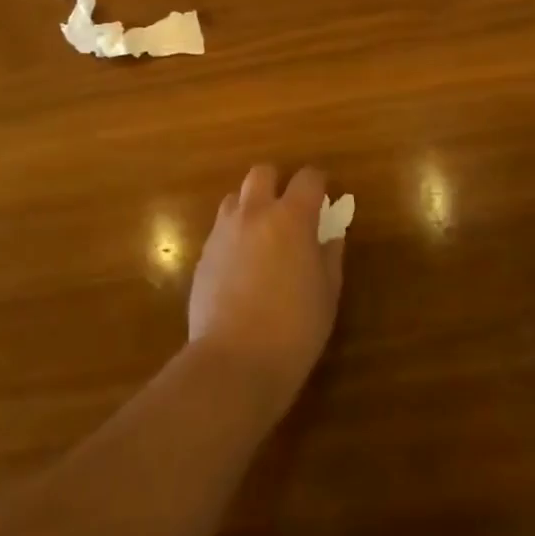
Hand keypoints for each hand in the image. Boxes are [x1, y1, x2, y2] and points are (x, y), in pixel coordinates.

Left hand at [188, 165, 342, 415]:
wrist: (234, 362)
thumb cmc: (295, 329)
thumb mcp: (327, 293)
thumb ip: (330, 256)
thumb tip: (331, 235)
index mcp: (291, 218)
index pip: (308, 178)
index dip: (318, 183)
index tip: (324, 197)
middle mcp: (254, 214)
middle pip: (262, 173)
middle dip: (277, 183)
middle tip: (289, 210)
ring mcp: (223, 233)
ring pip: (235, 198)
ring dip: (251, 206)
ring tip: (262, 236)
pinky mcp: (203, 256)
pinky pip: (220, 230)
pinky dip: (234, 235)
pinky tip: (242, 266)